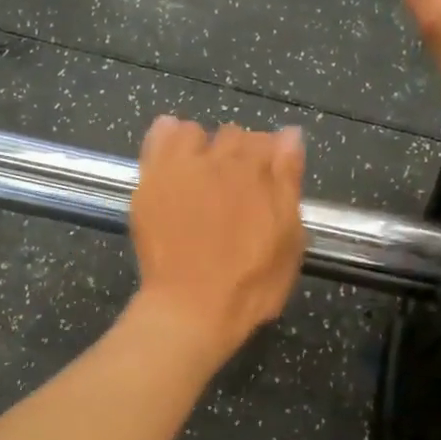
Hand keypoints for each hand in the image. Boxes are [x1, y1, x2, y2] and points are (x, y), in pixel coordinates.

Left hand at [128, 117, 305, 364]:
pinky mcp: (150, 181)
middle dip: (238, 155)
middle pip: (233, 136)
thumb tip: (290, 135)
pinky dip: (167, 138)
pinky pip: (158, 137)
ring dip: (201, 146)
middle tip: (235, 190)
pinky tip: (173, 161)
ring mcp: (181, 168)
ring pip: (194, 132)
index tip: (268, 185)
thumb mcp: (289, 241)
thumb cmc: (250, 285)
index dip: (271, 162)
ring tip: (200, 176)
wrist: (192, 307)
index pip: (270, 142)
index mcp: (259, 173)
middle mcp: (220, 159)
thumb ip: (289, 183)